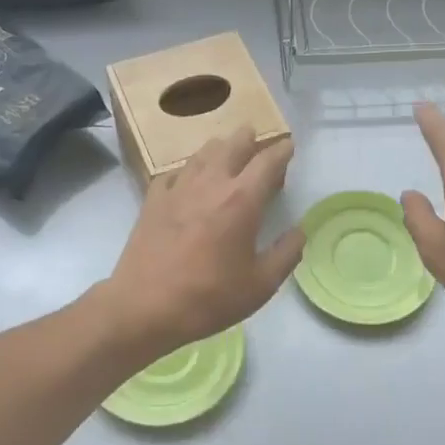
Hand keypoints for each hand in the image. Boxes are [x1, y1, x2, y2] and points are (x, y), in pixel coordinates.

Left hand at [100, 127, 305, 354]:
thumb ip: (286, 254)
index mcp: (242, 200)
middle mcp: (211, 184)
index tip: (289, 146)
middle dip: (249, 138)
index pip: (268, 162)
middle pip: (233, 146)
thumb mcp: (261, 285)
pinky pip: (175, 172)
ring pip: (202, 153)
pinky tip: (189, 178)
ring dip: (220, 148)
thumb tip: (299, 231)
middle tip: (257, 138)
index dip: (282, 150)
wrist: (145, 306)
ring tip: (226, 150)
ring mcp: (178, 189)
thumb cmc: (209, 297)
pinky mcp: (153, 200)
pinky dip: (189, 169)